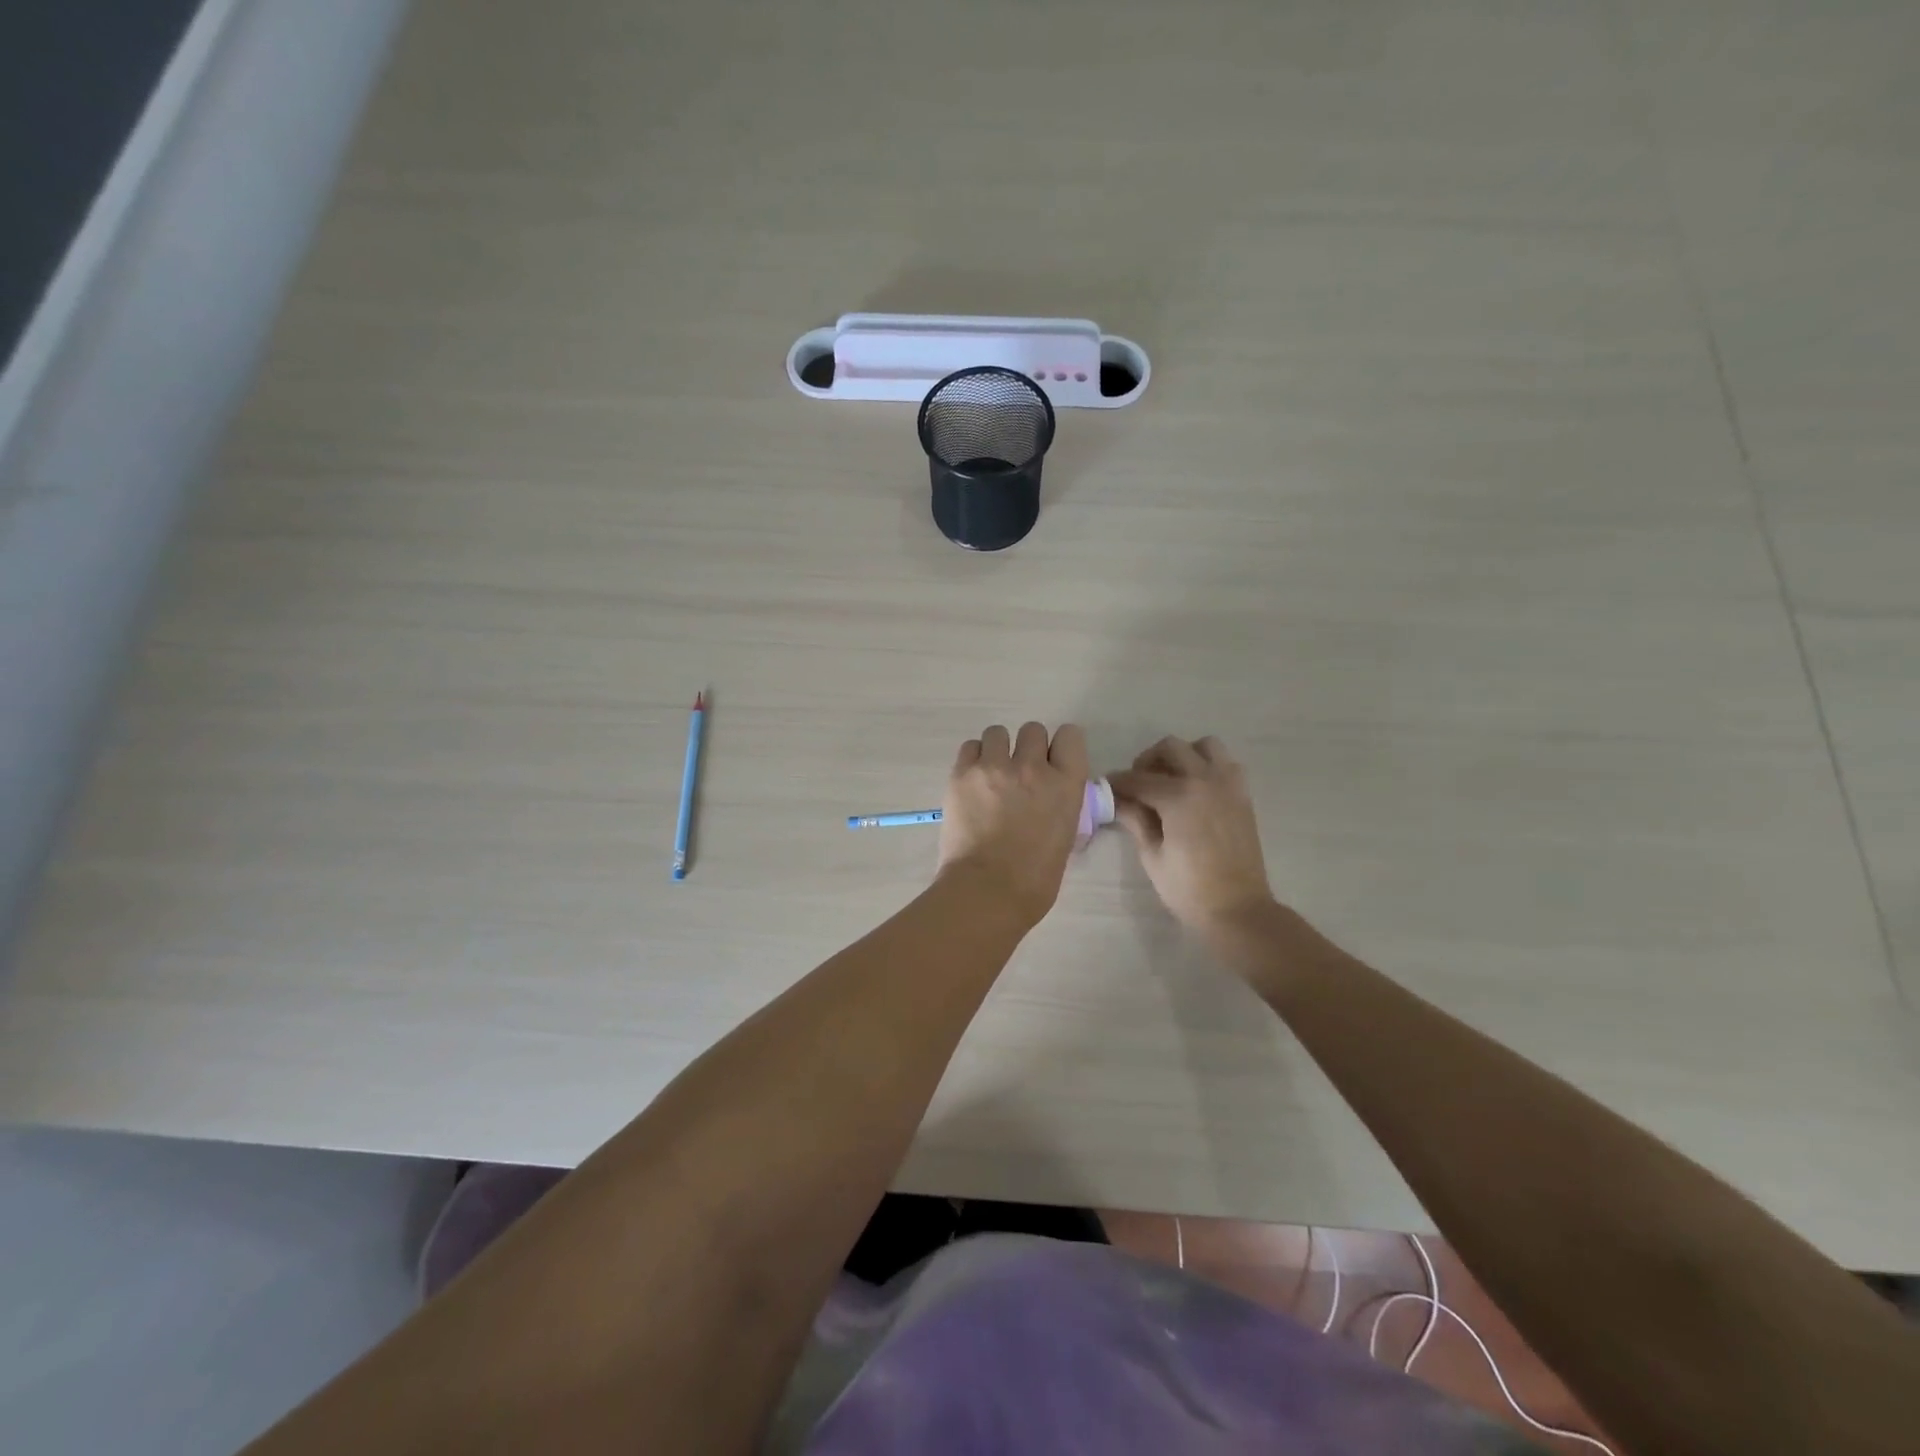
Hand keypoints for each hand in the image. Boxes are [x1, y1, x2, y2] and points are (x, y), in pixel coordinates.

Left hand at [937, 722, 1088, 927]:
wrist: (988, 891)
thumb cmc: (1035, 879)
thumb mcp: (1065, 835)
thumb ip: (1059, 804)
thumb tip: (1047, 798)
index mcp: (1066, 784)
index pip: (1070, 735)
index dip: (1059, 747)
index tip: (1051, 762)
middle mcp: (1033, 766)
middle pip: (1032, 730)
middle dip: (1027, 748)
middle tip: (1017, 775)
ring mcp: (995, 767)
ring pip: (997, 732)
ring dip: (997, 750)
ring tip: (990, 777)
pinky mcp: (962, 774)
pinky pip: (970, 747)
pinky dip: (973, 760)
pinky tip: (972, 783)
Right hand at [1109, 736, 1277, 943]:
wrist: (1238, 909)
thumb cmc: (1188, 888)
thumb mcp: (1152, 855)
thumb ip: (1135, 819)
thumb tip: (1116, 799)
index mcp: (1178, 797)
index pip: (1138, 778)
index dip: (1117, 782)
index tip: (1105, 788)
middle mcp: (1204, 780)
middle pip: (1169, 748)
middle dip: (1147, 761)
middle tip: (1137, 785)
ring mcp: (1228, 784)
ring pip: (1203, 746)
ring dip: (1182, 756)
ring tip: (1170, 780)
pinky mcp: (1242, 795)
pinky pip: (1225, 764)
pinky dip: (1207, 766)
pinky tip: (1195, 790)